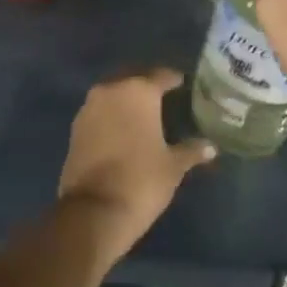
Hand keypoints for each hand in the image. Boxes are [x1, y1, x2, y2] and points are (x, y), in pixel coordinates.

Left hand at [58, 68, 215, 258]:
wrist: (94, 210)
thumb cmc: (142, 180)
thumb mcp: (173, 166)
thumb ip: (191, 150)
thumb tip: (211, 147)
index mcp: (139, 91)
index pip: (161, 76)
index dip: (173, 80)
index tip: (183, 84)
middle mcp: (111, 90)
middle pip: (133, 79)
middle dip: (147, 86)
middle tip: (164, 98)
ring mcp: (89, 107)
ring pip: (113, 94)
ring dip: (126, 100)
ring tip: (143, 114)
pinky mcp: (75, 127)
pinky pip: (99, 111)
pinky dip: (111, 115)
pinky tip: (123, 129)